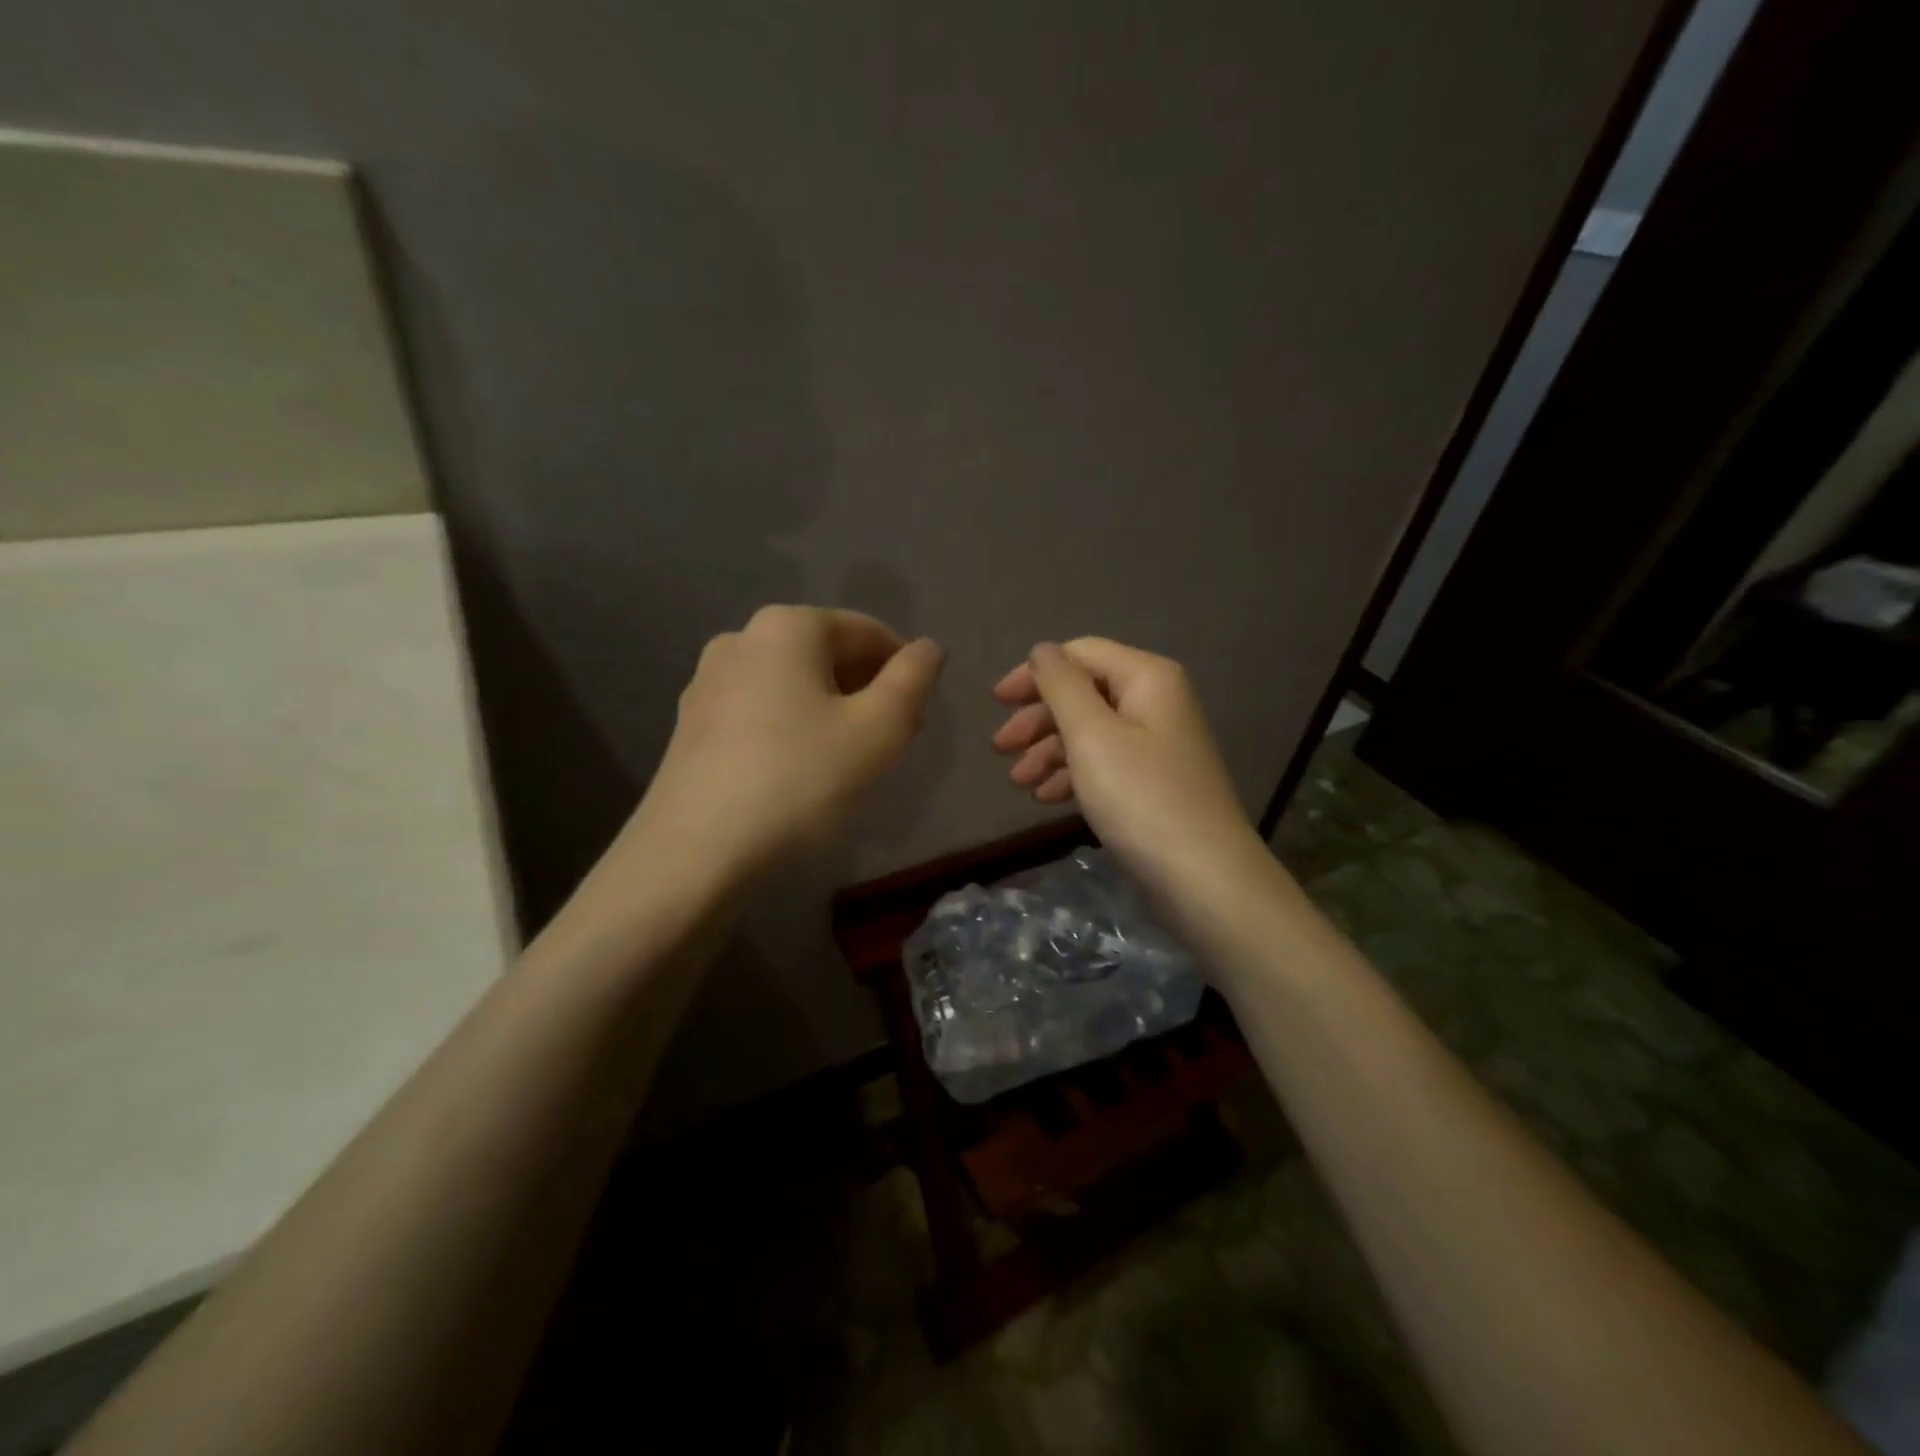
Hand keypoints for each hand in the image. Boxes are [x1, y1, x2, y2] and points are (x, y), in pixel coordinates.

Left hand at [629, 606, 944, 880]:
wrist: (694, 855)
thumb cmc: (799, 781)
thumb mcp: (878, 730)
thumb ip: (913, 680)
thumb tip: (929, 648)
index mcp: (787, 627)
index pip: (868, 631)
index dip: (904, 670)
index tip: (918, 719)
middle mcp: (741, 639)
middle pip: (827, 654)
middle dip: (868, 690)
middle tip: (891, 743)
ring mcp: (708, 682)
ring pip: (793, 684)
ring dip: (832, 711)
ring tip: (849, 762)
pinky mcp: (691, 725)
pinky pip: (760, 711)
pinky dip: (793, 729)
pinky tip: (800, 773)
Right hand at [991, 639, 1267, 904]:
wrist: (1203, 878)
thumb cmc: (1141, 798)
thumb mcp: (1092, 735)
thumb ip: (1062, 685)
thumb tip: (1043, 650)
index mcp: (1147, 678)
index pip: (1080, 654)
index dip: (1034, 673)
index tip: (996, 702)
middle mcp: (1156, 702)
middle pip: (1084, 693)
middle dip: (1038, 719)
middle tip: (1000, 749)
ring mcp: (1157, 745)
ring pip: (1091, 732)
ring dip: (1049, 751)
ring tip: (1019, 783)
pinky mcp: (1153, 782)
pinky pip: (1104, 763)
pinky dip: (1073, 774)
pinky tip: (1047, 797)